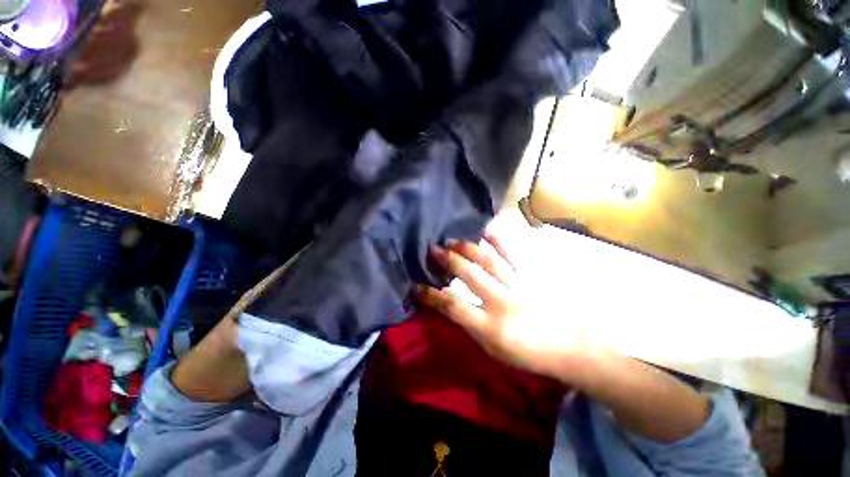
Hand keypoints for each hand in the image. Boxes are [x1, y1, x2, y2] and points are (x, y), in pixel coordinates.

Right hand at [418, 233, 591, 380]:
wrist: (571, 347)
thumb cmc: (528, 354)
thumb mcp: (493, 349)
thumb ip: (471, 325)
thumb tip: (449, 306)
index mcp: (491, 327)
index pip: (453, 307)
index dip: (431, 296)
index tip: (416, 286)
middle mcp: (503, 302)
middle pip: (470, 275)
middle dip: (449, 260)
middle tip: (434, 249)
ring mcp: (519, 285)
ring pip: (489, 261)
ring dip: (468, 248)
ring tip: (453, 239)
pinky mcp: (531, 276)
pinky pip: (512, 254)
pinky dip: (499, 241)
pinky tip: (486, 231)